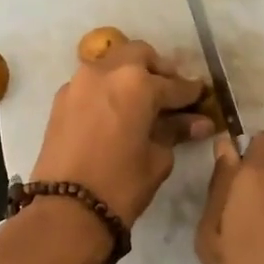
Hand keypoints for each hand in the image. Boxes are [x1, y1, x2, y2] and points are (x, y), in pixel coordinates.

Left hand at [31, 37, 212, 225]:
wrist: (65, 207)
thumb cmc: (121, 184)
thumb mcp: (157, 158)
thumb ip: (175, 131)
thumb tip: (198, 122)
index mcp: (136, 82)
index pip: (173, 84)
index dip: (191, 93)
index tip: (202, 98)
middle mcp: (106, 71)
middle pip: (139, 55)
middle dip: (158, 70)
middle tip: (170, 93)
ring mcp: (79, 82)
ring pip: (112, 64)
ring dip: (130, 75)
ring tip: (143, 102)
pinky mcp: (61, 99)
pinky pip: (92, 82)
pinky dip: (108, 88)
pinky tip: (117, 111)